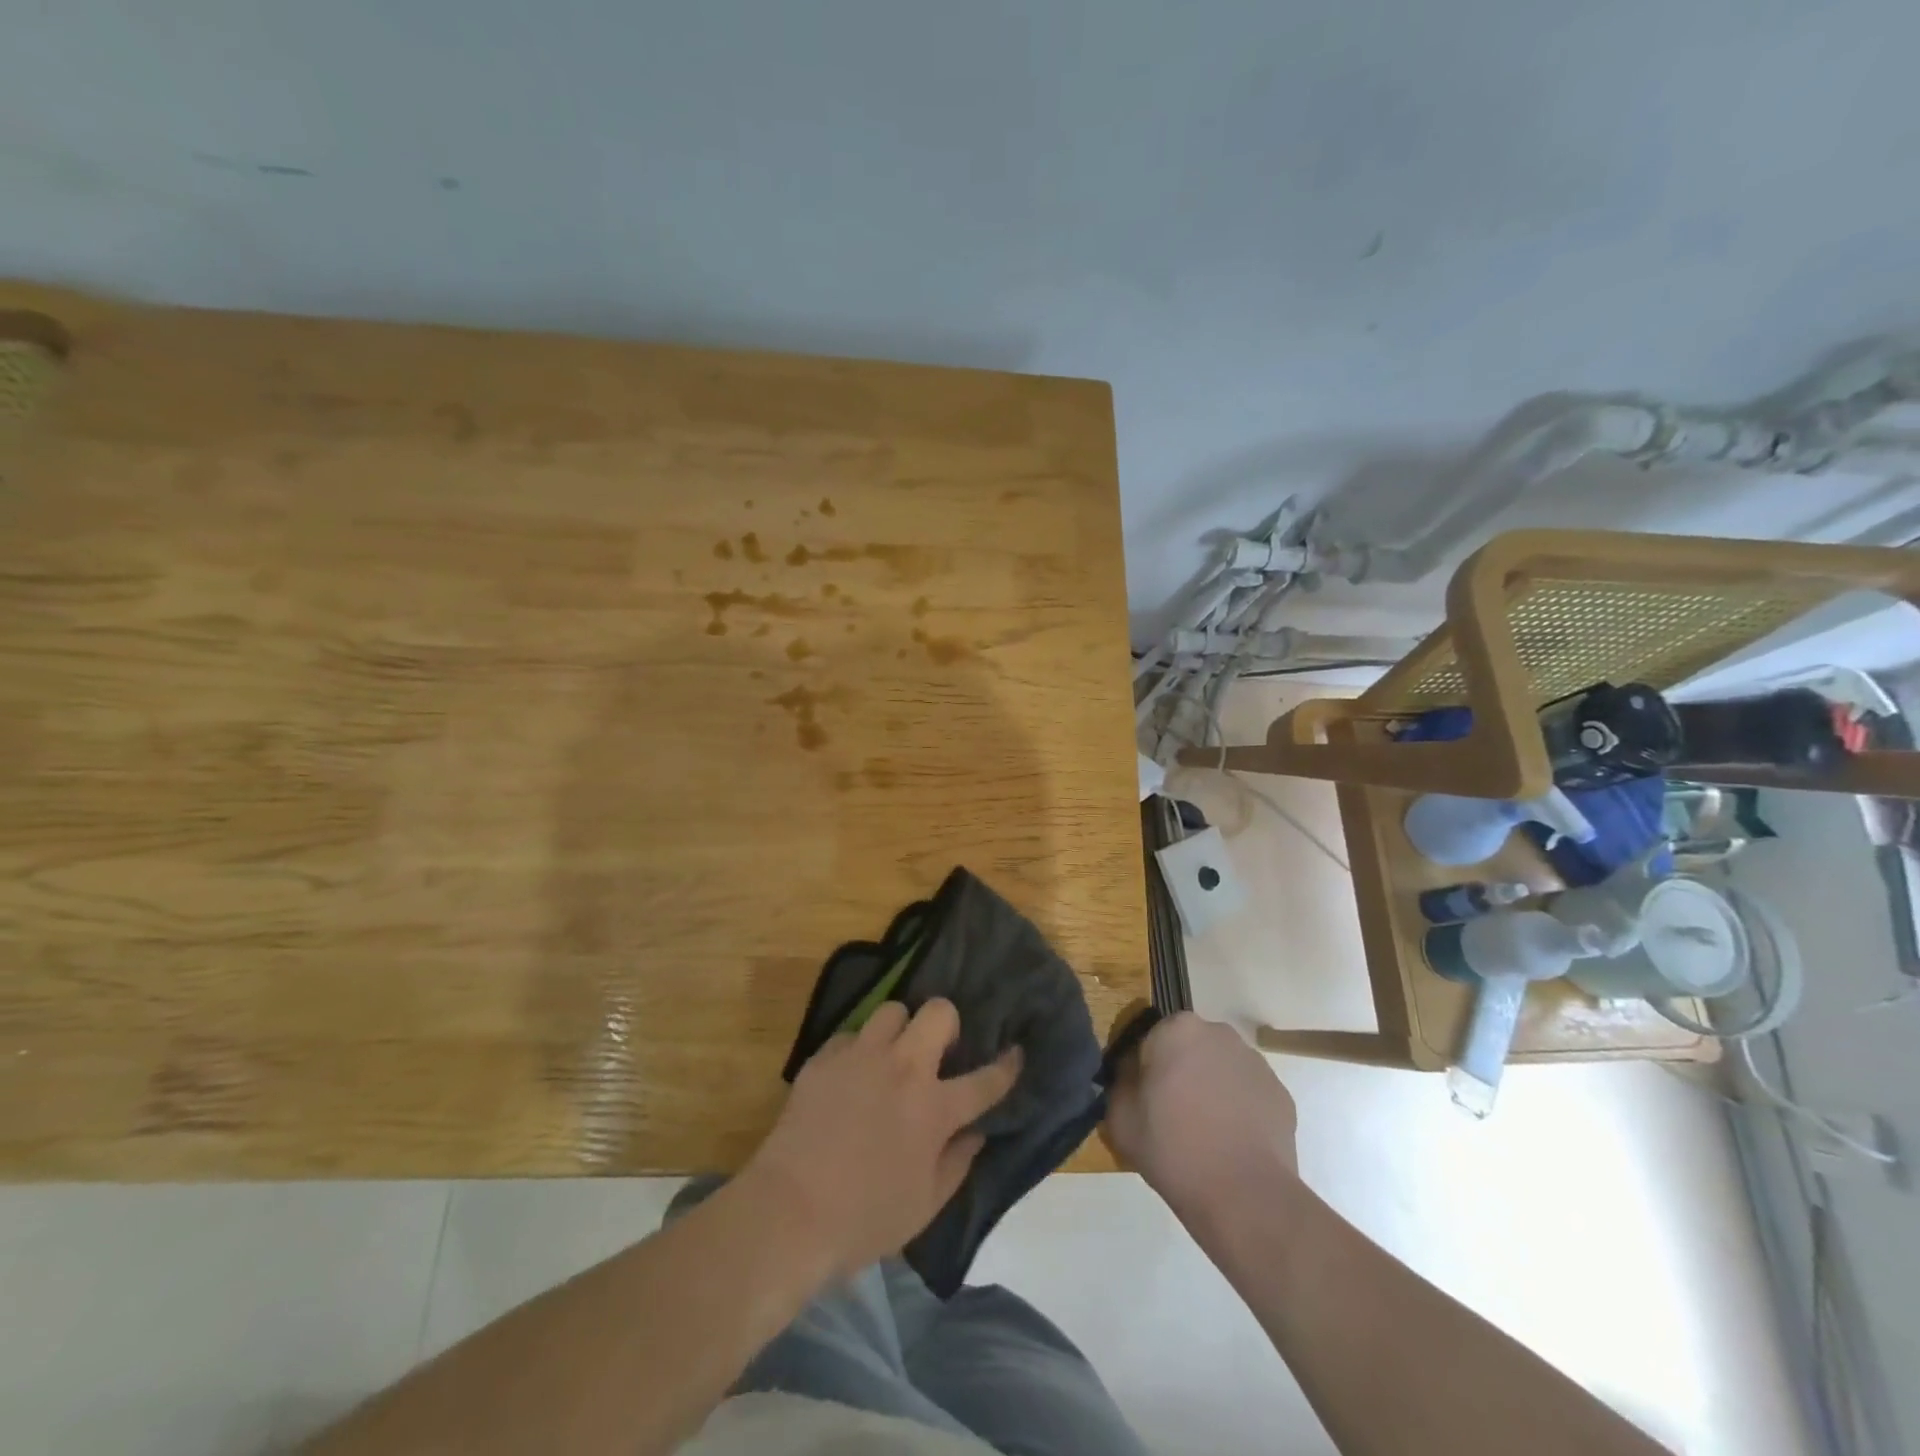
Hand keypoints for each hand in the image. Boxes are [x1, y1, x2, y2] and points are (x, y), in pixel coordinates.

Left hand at [743, 998, 1020, 1280]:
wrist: (789, 1212)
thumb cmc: (864, 1220)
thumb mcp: (924, 1206)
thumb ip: (957, 1164)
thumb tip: (975, 1134)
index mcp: (934, 1109)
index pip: (985, 1080)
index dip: (1006, 1066)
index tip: (1016, 1052)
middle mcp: (903, 1069)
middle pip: (938, 1013)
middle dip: (947, 1023)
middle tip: (938, 1050)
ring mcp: (861, 1057)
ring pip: (893, 1010)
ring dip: (900, 1029)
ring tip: (892, 1055)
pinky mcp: (824, 1058)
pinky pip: (851, 1035)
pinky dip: (858, 1050)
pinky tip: (851, 1075)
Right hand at [1103, 1013, 1298, 1219]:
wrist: (1244, 1196)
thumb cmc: (1173, 1148)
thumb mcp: (1119, 1117)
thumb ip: (1119, 1083)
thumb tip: (1130, 1075)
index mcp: (1177, 1030)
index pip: (1151, 1039)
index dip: (1145, 1069)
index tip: (1145, 1100)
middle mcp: (1219, 1033)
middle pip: (1190, 1048)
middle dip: (1181, 1072)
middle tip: (1172, 1115)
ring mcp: (1255, 1062)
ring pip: (1221, 1068)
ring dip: (1212, 1088)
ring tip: (1206, 1134)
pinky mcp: (1280, 1094)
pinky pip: (1248, 1093)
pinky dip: (1239, 1109)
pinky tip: (1232, 1143)